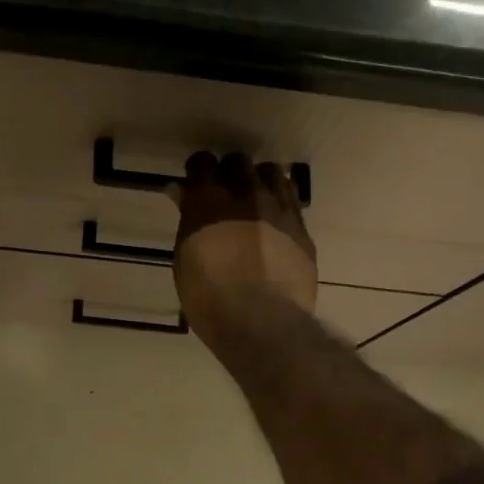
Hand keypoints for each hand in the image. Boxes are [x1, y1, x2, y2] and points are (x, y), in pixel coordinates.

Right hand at [169, 151, 316, 341]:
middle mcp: (246, 194)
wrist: (261, 321)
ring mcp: (279, 209)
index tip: (196, 183)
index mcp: (209, 199)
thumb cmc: (208, 297)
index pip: (203, 163)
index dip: (199, 171)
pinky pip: (292, 202)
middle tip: (226, 192)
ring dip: (261, 181)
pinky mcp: (302, 229)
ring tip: (256, 200)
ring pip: (273, 173)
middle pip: (239, 162)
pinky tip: (276, 224)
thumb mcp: (185, 258)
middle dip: (231, 172)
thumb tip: (181, 192)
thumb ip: (188, 219)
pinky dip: (282, 205)